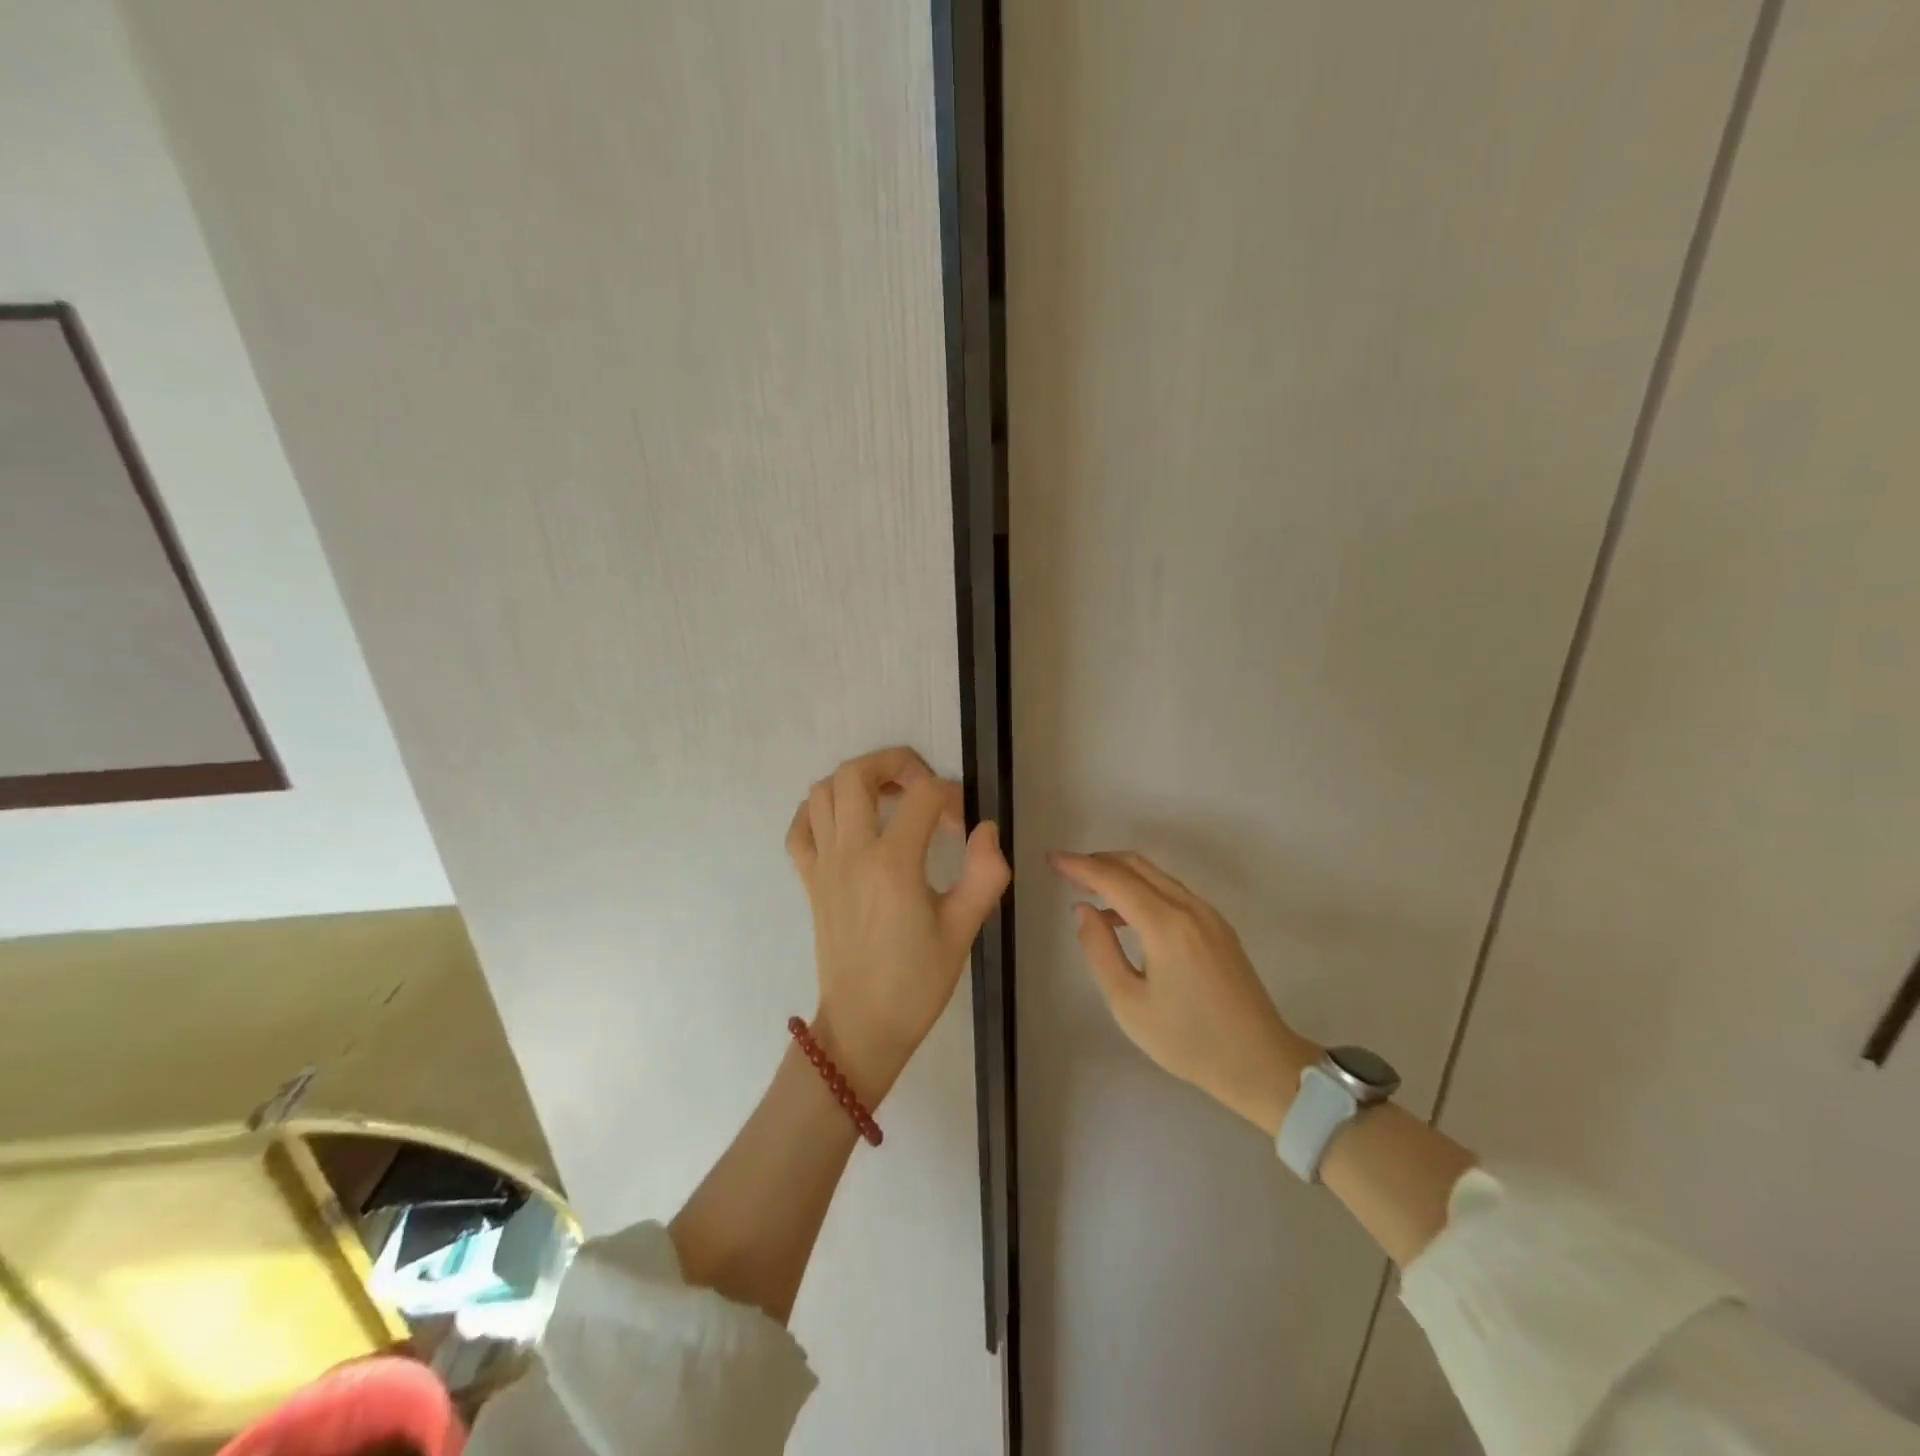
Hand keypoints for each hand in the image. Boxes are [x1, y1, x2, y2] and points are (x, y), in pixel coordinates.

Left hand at [786, 747, 1009, 1101]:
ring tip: (888, 800)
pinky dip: (818, 812)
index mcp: (893, 864)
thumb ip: (985, 874)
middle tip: (921, 785)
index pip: (921, 795)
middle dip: (893, 762)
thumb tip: (986, 829)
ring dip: (856, 782)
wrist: (862, 1027)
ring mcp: (823, 865)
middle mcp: (851, 853)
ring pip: (822, 792)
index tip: (962, 822)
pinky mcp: (809, 881)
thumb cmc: (917, 982)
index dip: (949, 795)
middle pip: (855, 773)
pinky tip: (847, 824)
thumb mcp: (963, 930)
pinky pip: (800, 829)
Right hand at [1049, 849, 1319, 1134]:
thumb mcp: (1128, 1004)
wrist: (1261, 1064)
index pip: (1114, 879)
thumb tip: (1083, 909)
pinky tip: (1125, 916)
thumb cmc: (1188, 1041)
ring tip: (1089, 891)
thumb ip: (1099, 950)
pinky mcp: (1218, 927)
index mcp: (1166, 925)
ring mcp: (1209, 915)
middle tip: (1066, 871)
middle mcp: (1189, 908)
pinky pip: (1172, 892)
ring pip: (1157, 876)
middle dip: (1098, 862)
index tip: (1051, 859)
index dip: (1079, 866)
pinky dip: (1143, 890)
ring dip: (1121, 874)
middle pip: (1137, 866)